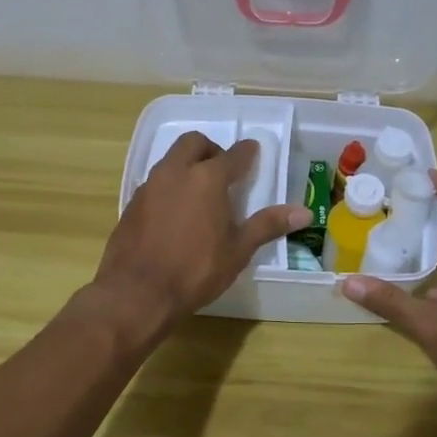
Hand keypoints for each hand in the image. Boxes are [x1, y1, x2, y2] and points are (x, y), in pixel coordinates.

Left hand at [93, 132, 308, 337]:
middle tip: (222, 169)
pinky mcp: (132, 204)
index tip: (253, 151)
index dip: (246, 152)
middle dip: (211, 149)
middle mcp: (176, 172)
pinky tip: (175, 212)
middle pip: (193, 143)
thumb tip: (304, 213)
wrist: (137, 292)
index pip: (233, 155)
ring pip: (170, 160)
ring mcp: (150, 186)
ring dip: (187, 165)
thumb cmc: (196, 270)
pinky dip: (170, 186)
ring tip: (200, 191)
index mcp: (207, 178)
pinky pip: (155, 183)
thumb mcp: (238, 250)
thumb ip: (268, 225)